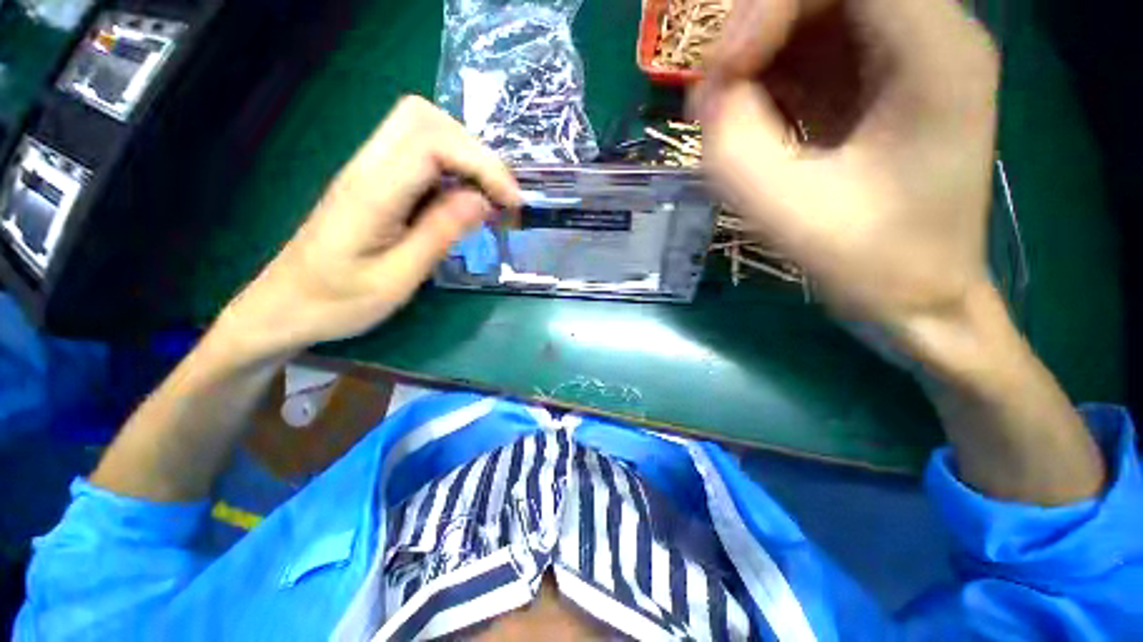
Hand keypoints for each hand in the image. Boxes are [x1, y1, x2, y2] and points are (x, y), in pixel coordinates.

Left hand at [219, 96, 520, 356]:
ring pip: (421, 129)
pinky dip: (450, 169)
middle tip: (498, 192)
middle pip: (423, 117)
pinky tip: (462, 201)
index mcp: (372, 192)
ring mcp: (366, 171)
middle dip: (473, 149)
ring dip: (463, 156)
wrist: (285, 306)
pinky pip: (417, 155)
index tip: (510, 201)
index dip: (481, 163)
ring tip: (487, 197)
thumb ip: (440, 233)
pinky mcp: (373, 182)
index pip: (432, 142)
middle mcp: (367, 167)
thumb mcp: (399, 278)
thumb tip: (483, 199)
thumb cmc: (339, 302)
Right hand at [695, 0, 999, 340]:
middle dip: (754, 30)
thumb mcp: (792, 213)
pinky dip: (764, 78)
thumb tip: (708, 96)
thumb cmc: (875, 264)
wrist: (919, 295)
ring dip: (754, 56)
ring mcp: (901, 55)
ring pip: (809, 16)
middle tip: (713, 96)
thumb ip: (735, 148)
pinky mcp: (873, 83)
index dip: (767, 7)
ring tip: (722, 115)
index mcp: (935, 50)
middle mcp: (928, 32)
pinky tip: (745, 121)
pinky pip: (808, 51)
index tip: (722, 76)